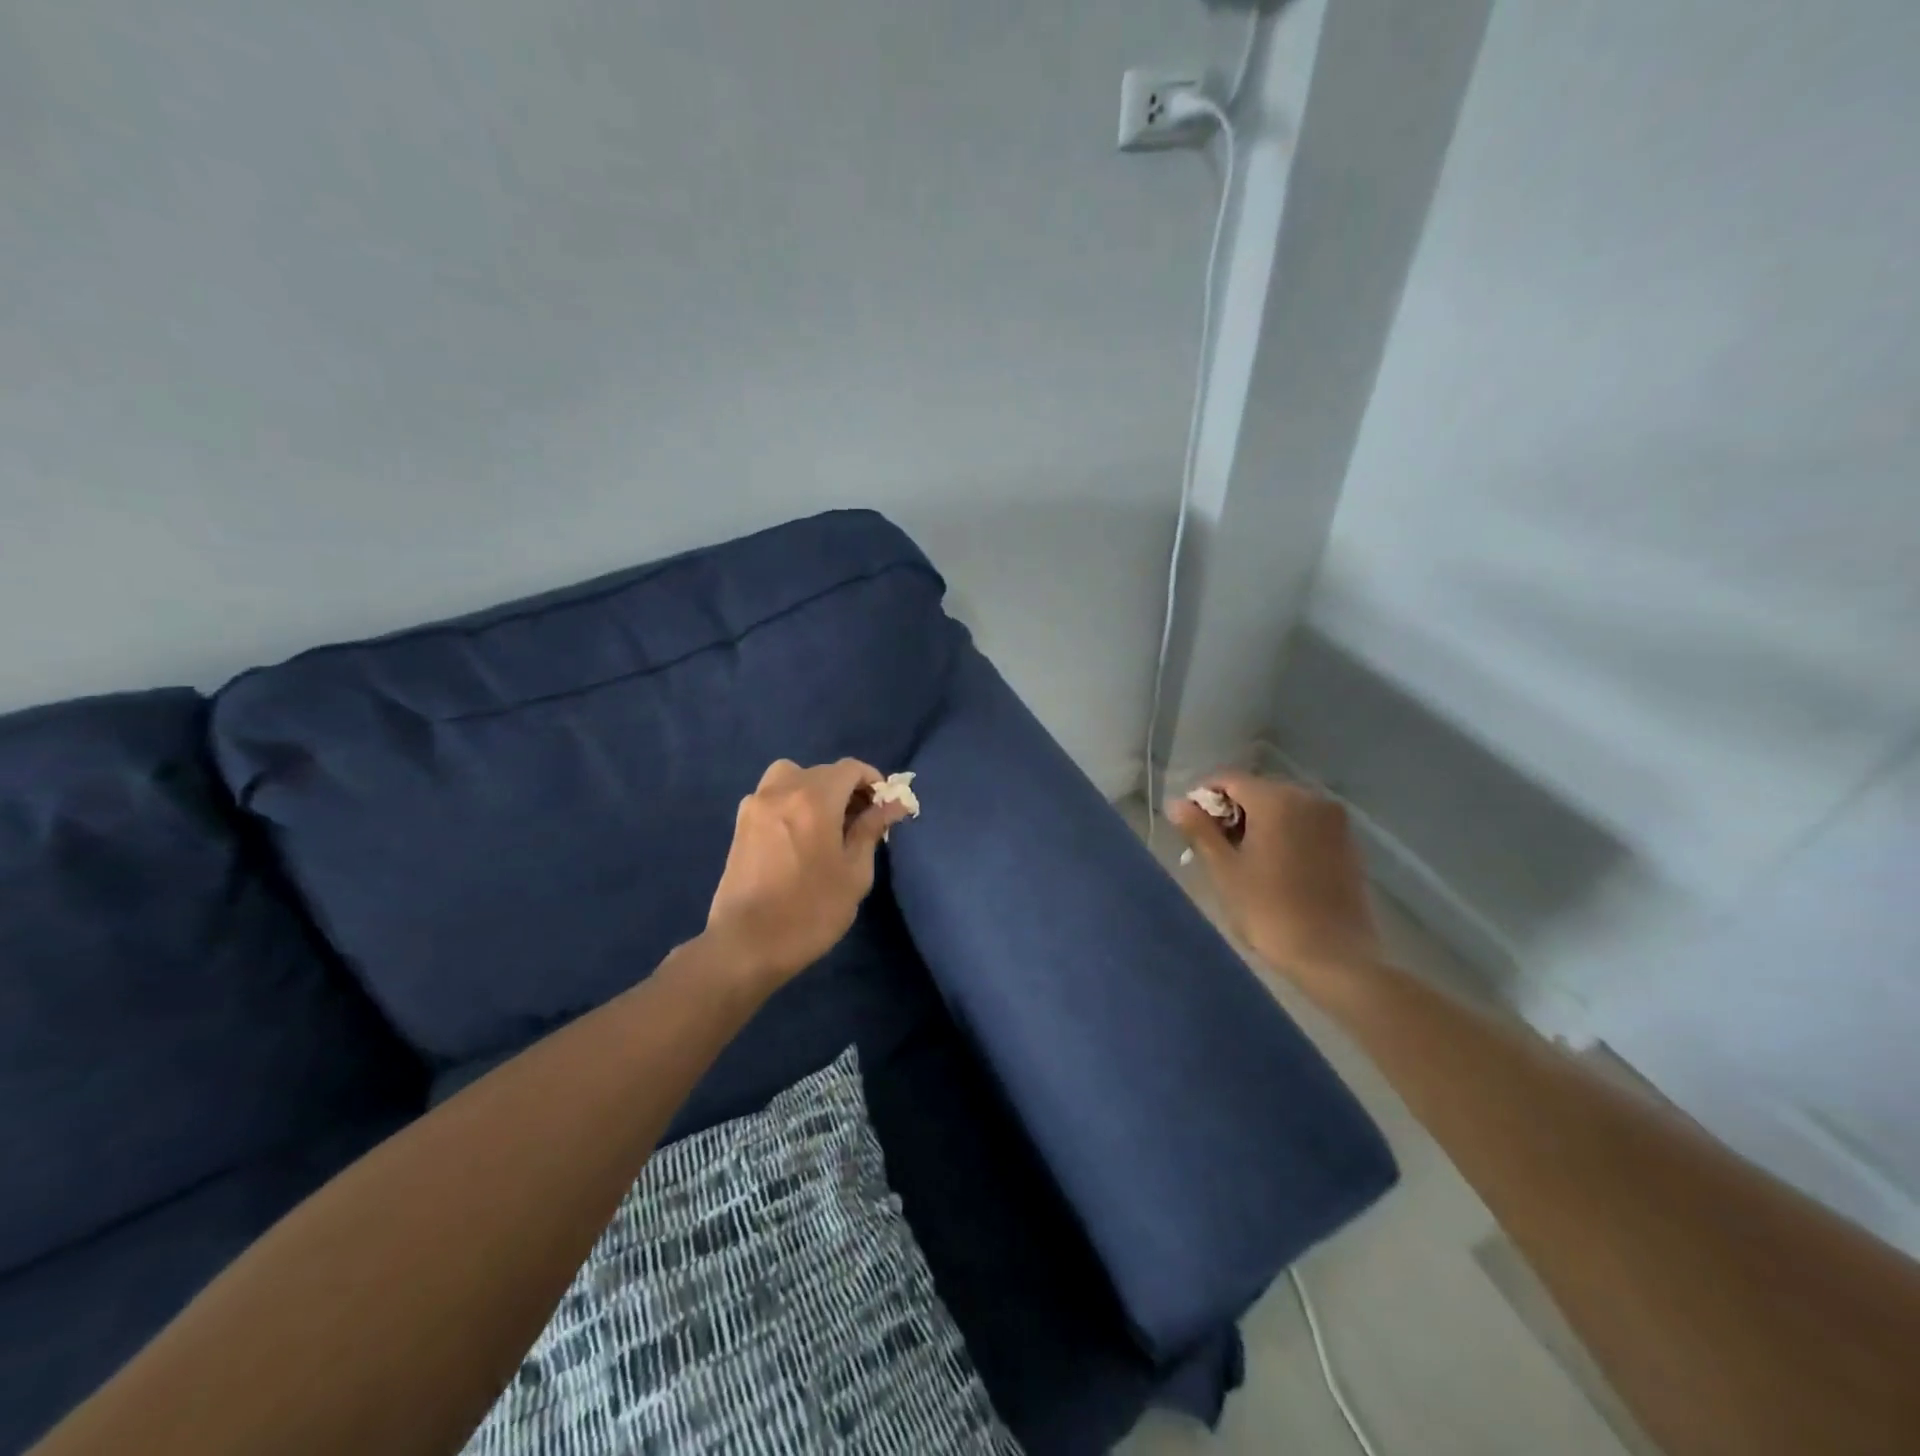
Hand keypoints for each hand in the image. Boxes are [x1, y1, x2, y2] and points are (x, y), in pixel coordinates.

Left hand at [705, 758, 910, 990]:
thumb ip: (870, 830)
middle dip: (847, 789)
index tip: (885, 806)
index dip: (873, 782)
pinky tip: (800, 835)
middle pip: (822, 772)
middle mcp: (782, 790)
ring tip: (828, 824)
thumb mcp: (854, 873)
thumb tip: (893, 805)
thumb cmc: (810, 911)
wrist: (747, 945)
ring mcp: (756, 805)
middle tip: (862, 822)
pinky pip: (772, 795)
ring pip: (793, 777)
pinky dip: (792, 802)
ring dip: (815, 790)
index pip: (850, 769)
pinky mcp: (741, 824)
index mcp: (814, 799)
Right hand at [1167, 771, 1381, 976]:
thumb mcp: (1224, 870)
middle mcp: (1309, 798)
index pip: (1228, 780)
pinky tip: (1274, 866)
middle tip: (1213, 848)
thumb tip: (1177, 803)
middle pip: (1257, 790)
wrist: (1333, 956)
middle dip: (1232, 811)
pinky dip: (1284, 834)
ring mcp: (1333, 819)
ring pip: (1282, 807)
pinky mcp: (1347, 841)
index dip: (1203, 798)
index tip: (1190, 827)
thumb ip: (1200, 830)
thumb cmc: (1269, 910)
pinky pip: (1304, 824)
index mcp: (1276, 800)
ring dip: (1258, 823)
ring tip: (1242, 860)